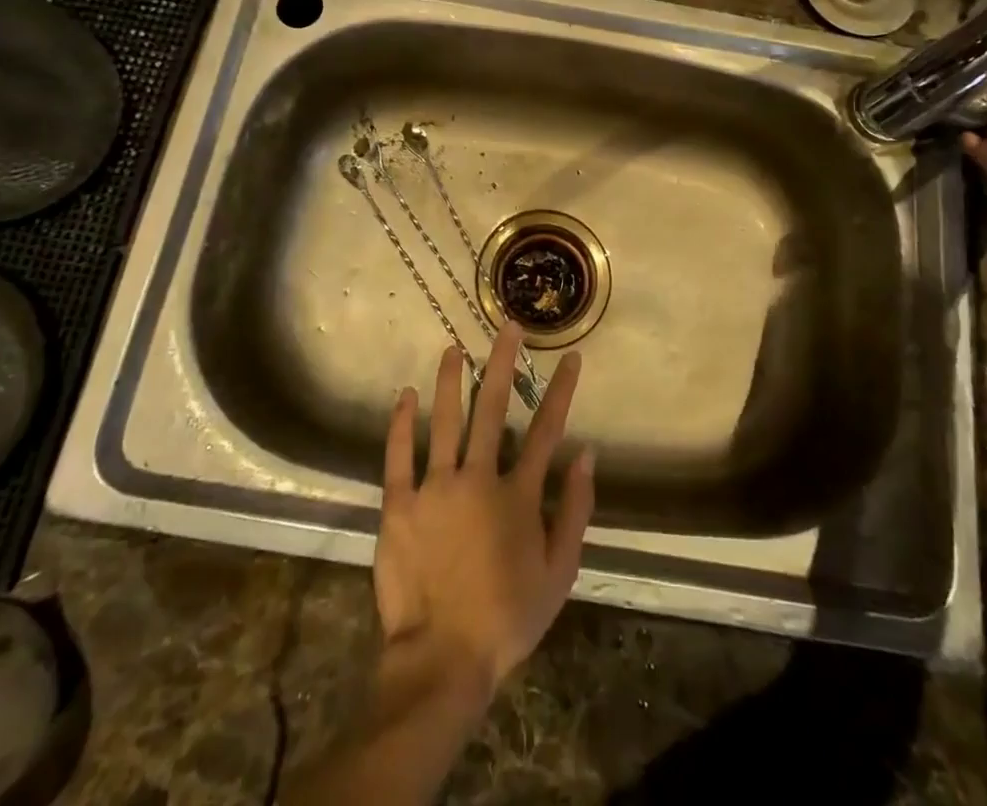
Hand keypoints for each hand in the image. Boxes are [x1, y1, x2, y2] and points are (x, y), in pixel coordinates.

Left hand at [375, 325, 595, 699]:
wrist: (443, 659)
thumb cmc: (507, 617)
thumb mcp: (558, 572)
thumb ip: (575, 510)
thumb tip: (587, 454)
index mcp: (518, 495)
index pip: (546, 430)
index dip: (560, 391)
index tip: (570, 357)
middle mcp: (478, 478)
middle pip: (492, 409)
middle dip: (502, 363)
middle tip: (506, 327)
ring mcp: (435, 488)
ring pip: (444, 420)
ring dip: (451, 380)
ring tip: (453, 348)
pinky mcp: (399, 505)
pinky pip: (399, 455)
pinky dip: (402, 423)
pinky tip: (405, 395)